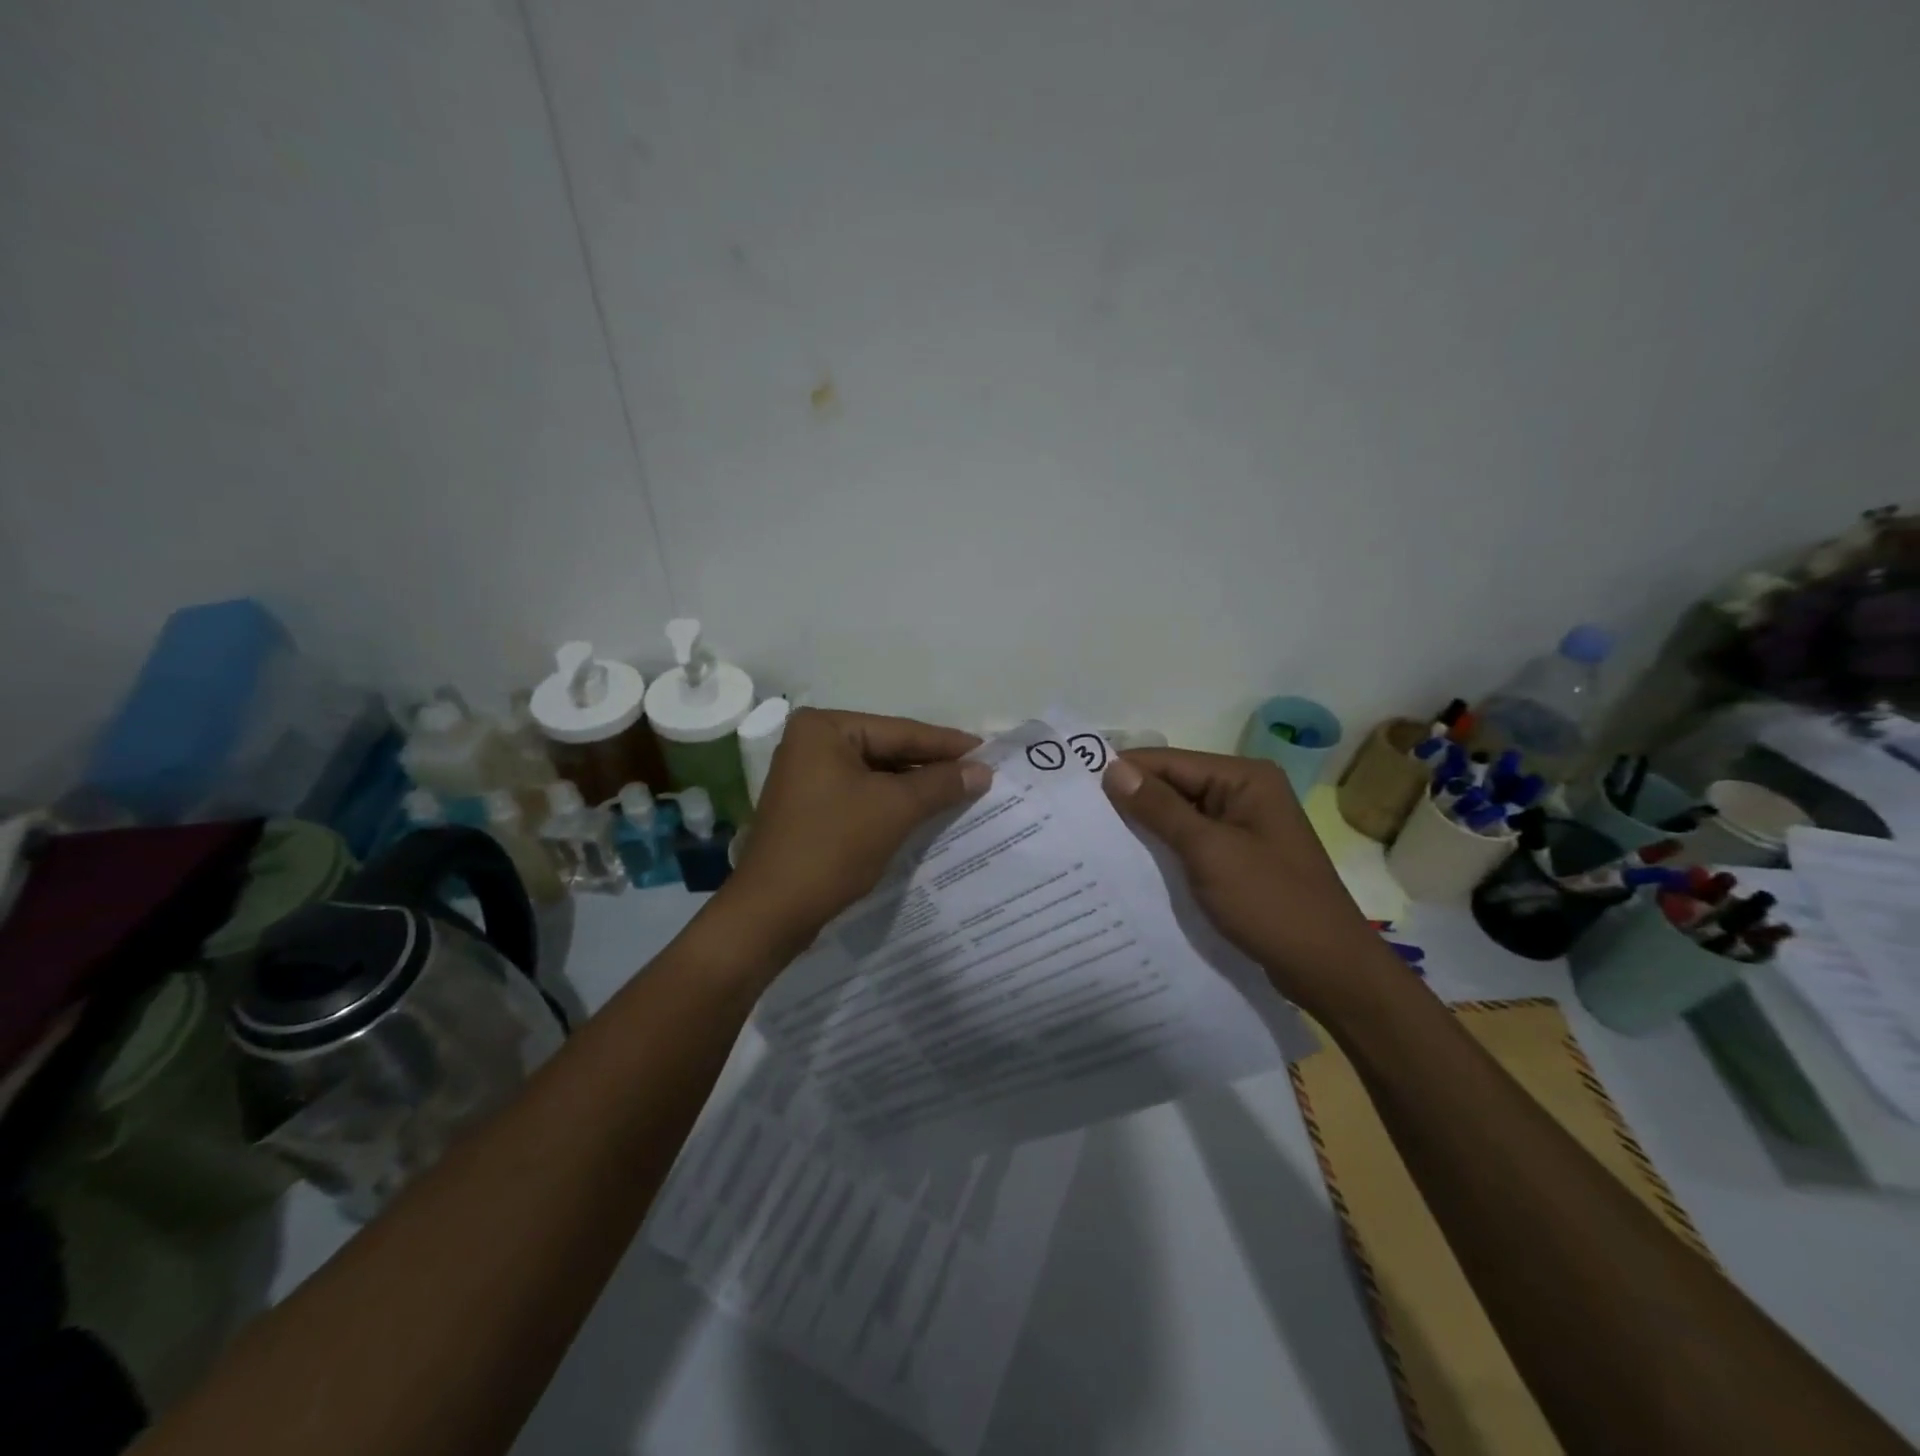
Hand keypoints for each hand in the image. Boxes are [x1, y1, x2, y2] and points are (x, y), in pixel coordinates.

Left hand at [725, 708, 991, 949]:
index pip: (900, 731)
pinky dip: (893, 804)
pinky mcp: (811, 807)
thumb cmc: (832, 847)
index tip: (989, 751)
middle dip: (932, 766)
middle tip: (980, 774)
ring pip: (876, 775)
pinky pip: (863, 796)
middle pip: (887, 750)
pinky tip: (926, 812)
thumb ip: (940, 784)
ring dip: (916, 787)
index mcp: (824, 728)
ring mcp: (808, 776)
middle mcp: (812, 743)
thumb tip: (983, 771)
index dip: (947, 744)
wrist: (772, 911)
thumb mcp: (894, 809)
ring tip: (962, 793)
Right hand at [1103, 748, 1386, 1012]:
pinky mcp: (1237, 860)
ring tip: (1093, 841)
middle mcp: (1243, 794)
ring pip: (1179, 818)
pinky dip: (1163, 851)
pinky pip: (1191, 844)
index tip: (1074, 789)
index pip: (1170, 762)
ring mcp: (1242, 829)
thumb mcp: (1209, 852)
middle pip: (1174, 787)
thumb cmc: (1271, 903)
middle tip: (1076, 818)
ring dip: (1144, 829)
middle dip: (1130, 802)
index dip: (1123, 772)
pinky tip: (1130, 865)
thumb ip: (1160, 809)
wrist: (1329, 970)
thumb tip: (1112, 769)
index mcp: (1244, 779)